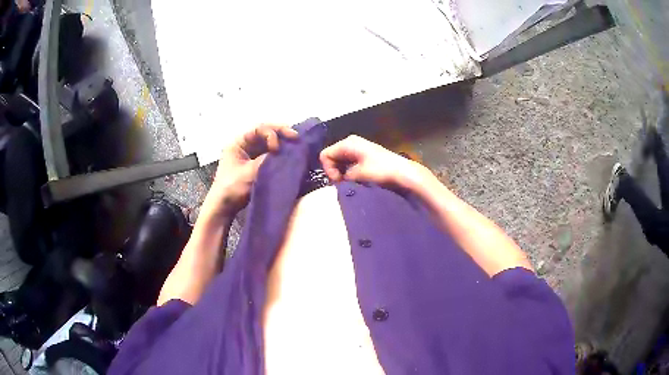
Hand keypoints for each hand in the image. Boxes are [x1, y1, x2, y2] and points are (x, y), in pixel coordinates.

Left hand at [206, 124, 297, 215]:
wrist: (223, 208)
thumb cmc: (232, 188)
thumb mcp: (250, 173)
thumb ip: (267, 160)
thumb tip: (285, 153)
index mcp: (238, 143)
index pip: (258, 129)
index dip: (271, 134)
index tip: (277, 148)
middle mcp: (245, 146)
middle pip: (265, 133)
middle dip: (281, 134)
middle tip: (296, 137)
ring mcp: (251, 156)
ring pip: (269, 144)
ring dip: (282, 144)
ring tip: (296, 145)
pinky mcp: (256, 166)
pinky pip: (270, 155)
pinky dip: (280, 154)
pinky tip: (290, 156)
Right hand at [319, 135, 430, 189]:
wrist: (403, 172)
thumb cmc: (381, 170)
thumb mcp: (358, 174)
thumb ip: (343, 176)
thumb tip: (339, 180)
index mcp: (347, 143)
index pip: (325, 155)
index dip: (328, 169)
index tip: (338, 181)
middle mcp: (351, 142)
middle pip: (332, 157)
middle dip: (334, 171)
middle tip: (343, 184)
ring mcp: (358, 148)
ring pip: (340, 161)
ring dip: (342, 173)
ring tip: (350, 183)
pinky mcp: (364, 155)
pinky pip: (349, 163)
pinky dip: (349, 171)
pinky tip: (356, 179)